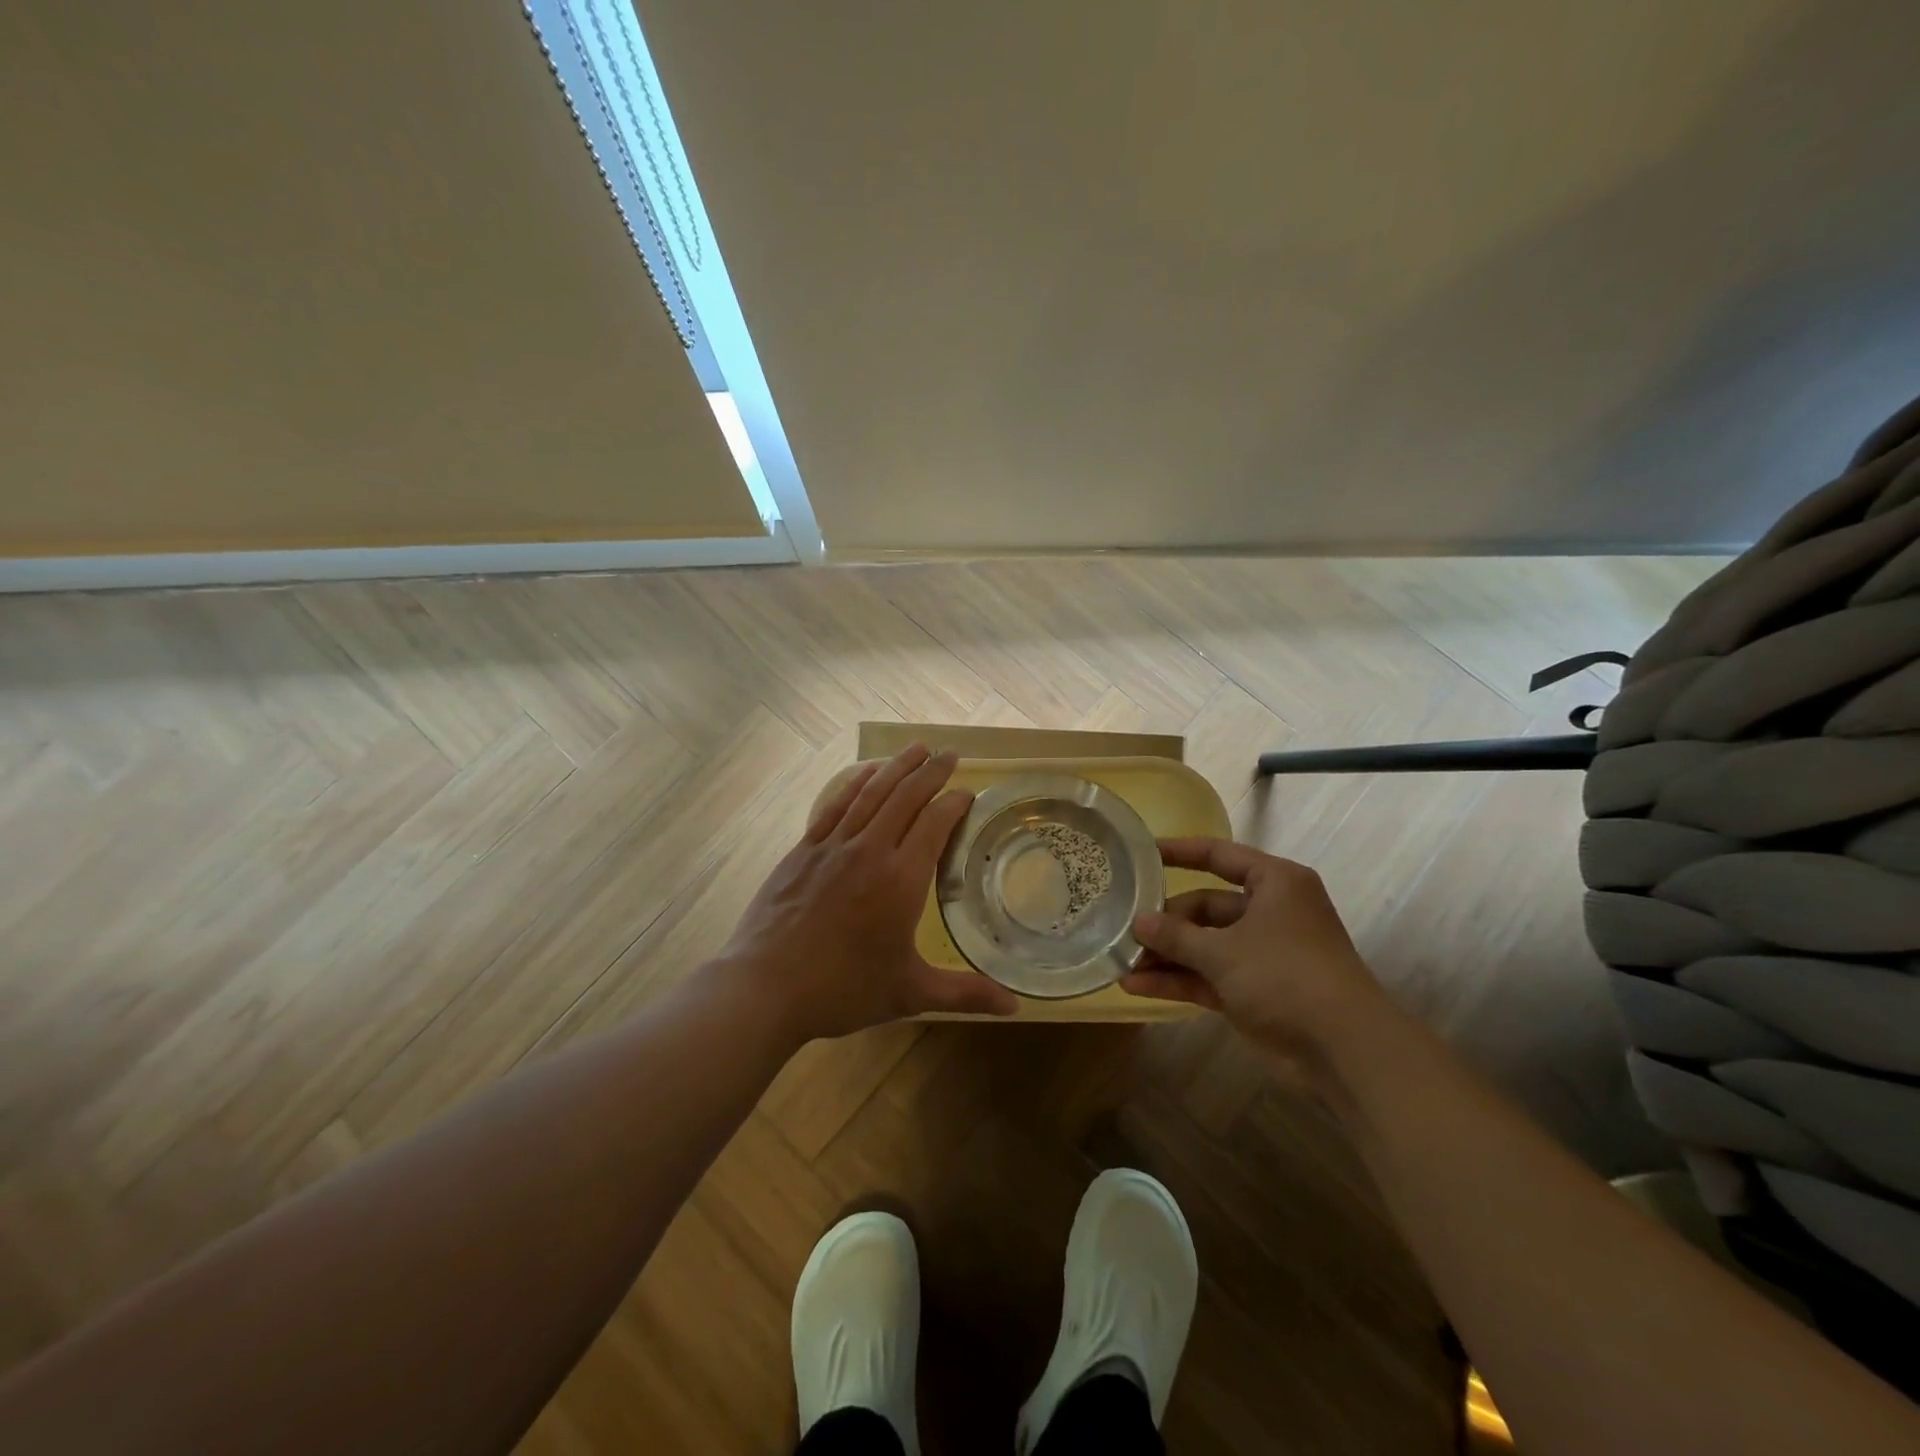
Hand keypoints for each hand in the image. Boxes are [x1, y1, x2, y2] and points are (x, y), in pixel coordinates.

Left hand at [718, 745, 1019, 1043]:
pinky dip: (854, 783)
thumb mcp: (910, 993)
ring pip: (871, 793)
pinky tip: (865, 774)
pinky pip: (835, 805)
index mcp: (901, 879)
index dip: (955, 802)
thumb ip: (964, 992)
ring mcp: (833, 845)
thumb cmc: (843, 989)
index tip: (968, 792)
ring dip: (896, 767)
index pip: (936, 824)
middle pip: (906, 797)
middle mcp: (870, 850)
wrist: (765, 987)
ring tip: (916, 748)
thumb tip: (1015, 1008)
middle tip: (950, 753)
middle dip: (931, 771)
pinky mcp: (804, 849)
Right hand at [1121, 837, 1393, 1070]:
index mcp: (1274, 884)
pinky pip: (1207, 977)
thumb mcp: (1224, 951)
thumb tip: (1138, 922)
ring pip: (1204, 945)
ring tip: (1121, 961)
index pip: (1219, 855)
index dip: (1180, 852)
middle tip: (1125, 929)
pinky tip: (1136, 986)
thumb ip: (1176, 935)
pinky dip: (1177, 980)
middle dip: (1166, 921)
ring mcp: (1261, 954)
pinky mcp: (1253, 991)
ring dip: (1166, 954)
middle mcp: (1269, 912)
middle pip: (1206, 906)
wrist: (1344, 1050)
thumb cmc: (1286, 975)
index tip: (1141, 852)